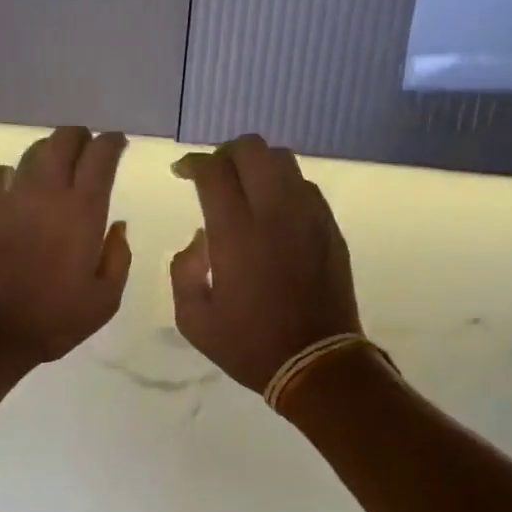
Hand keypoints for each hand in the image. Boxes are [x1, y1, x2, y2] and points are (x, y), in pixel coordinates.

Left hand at [0, 126, 131, 365]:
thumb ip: (118, 257)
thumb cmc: (54, 319)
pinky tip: (18, 190)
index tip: (118, 145)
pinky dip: (14, 174)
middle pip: (65, 138)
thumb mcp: (105, 299)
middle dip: (81, 138)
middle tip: (88, 153)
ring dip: (50, 153)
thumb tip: (117, 226)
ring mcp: (10, 195)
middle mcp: (47, 191)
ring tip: (56, 170)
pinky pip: (0, 173)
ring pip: (33, 151)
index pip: (101, 154)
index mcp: (83, 210)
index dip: (112, 143)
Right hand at [169, 135, 362, 393]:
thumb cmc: (249, 344)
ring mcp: (308, 216)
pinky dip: (283, 185)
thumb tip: (199, 238)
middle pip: (252, 149)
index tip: (182, 172)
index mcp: (236, 233)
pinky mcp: (329, 227)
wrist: (316, 361)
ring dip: (257, 165)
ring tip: (244, 188)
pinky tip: (273, 210)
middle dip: (225, 153)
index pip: (214, 171)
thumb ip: (183, 271)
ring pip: (283, 160)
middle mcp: (274, 212)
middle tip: (213, 175)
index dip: (193, 163)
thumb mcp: (193, 319)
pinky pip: (305, 186)